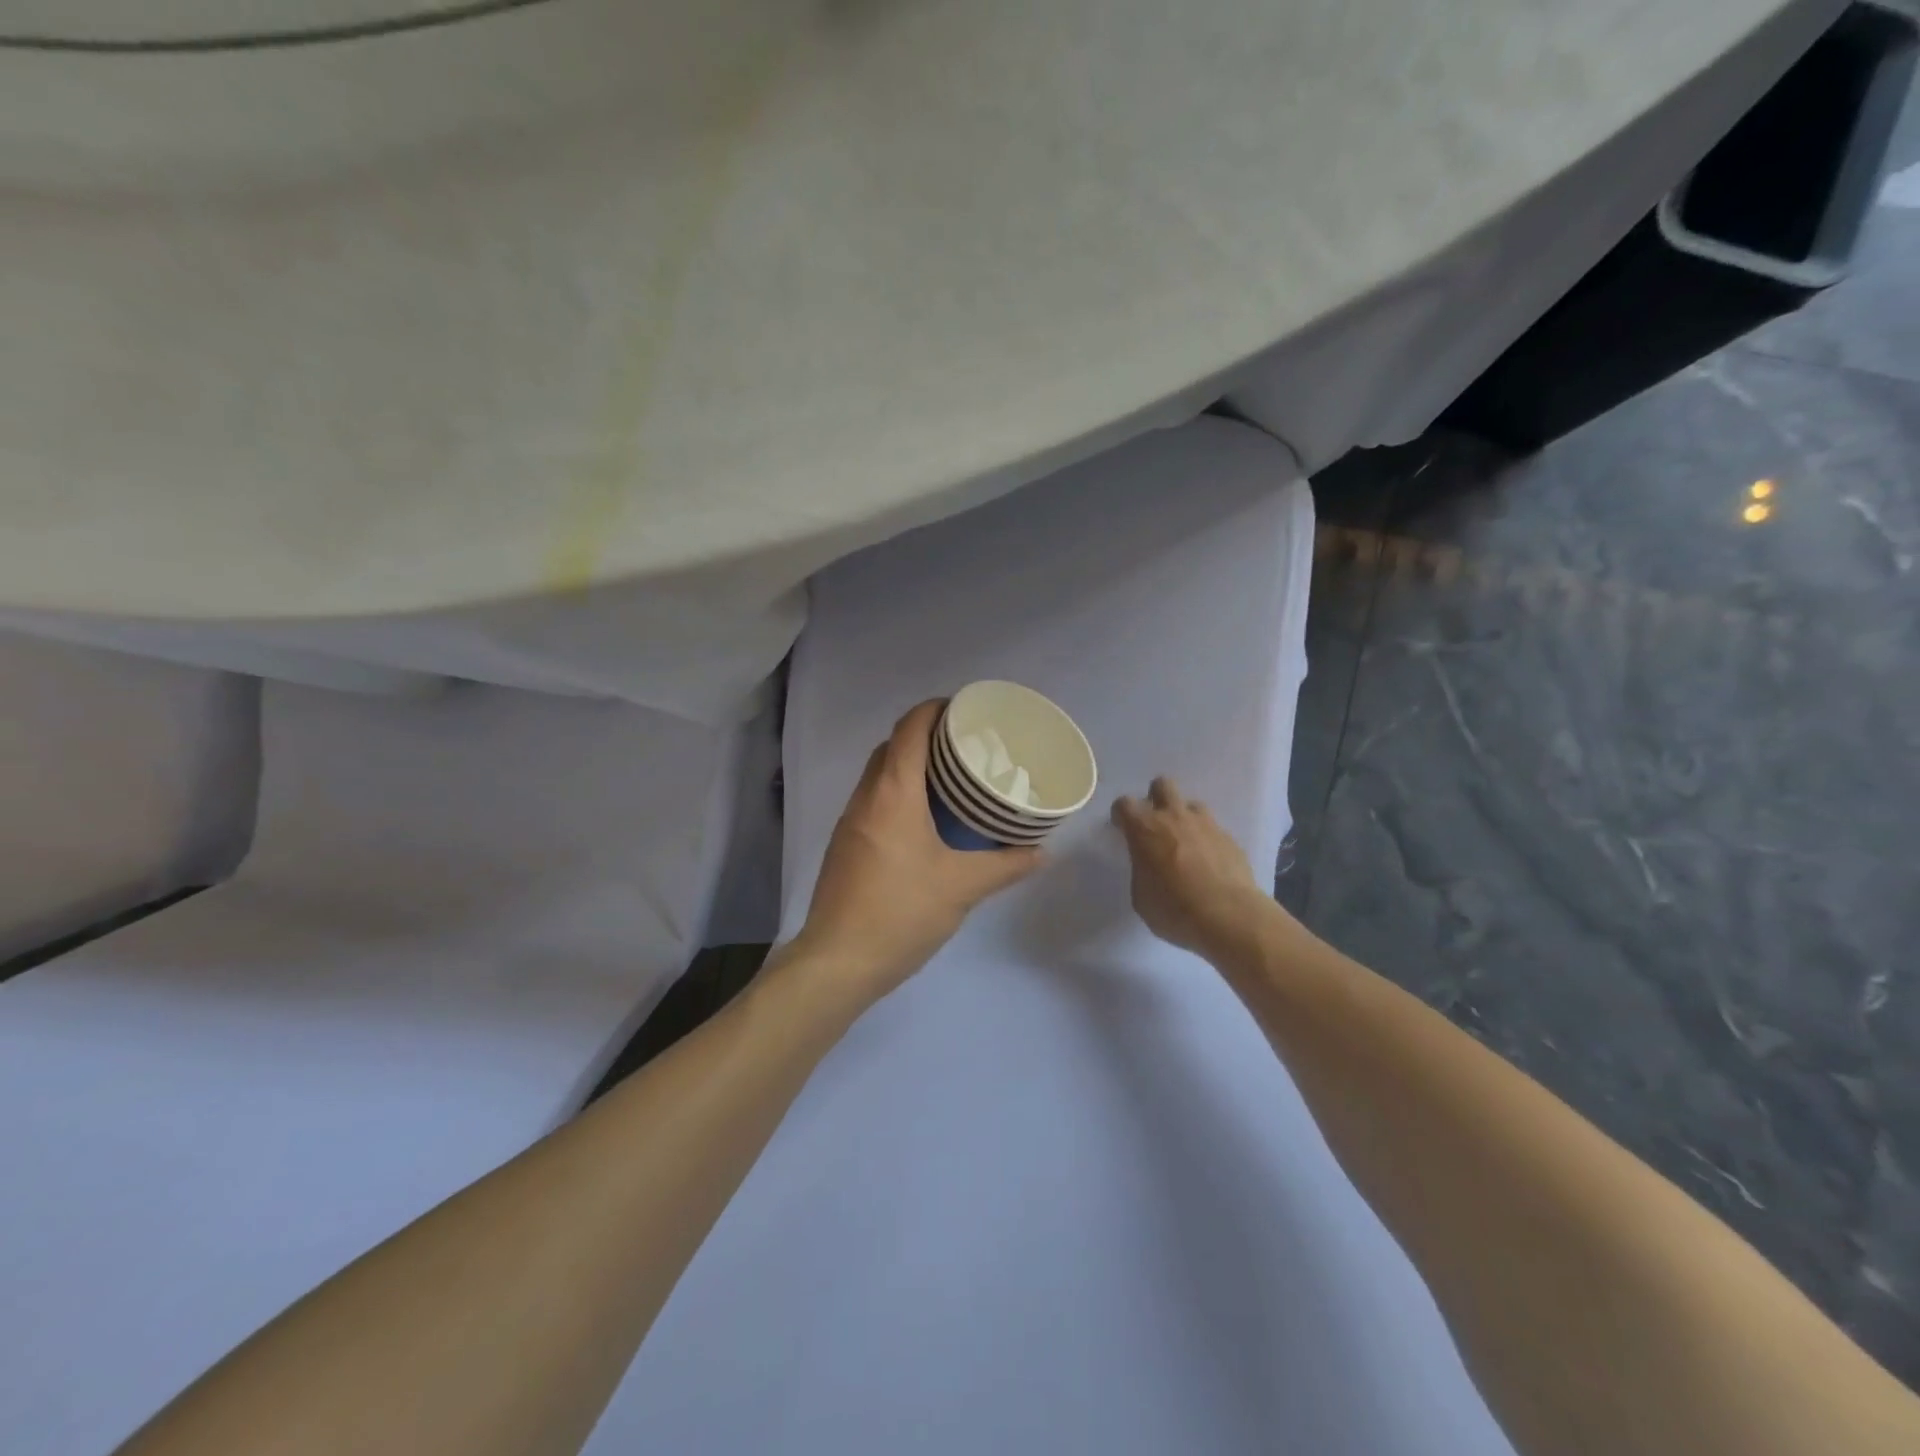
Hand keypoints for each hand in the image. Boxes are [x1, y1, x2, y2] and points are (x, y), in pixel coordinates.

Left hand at [796, 701, 1042, 999]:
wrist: (839, 961)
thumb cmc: (902, 912)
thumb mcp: (962, 887)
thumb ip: (1005, 865)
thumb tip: (1042, 852)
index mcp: (893, 793)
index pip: (910, 728)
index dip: (935, 709)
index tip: (966, 710)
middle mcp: (866, 796)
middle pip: (892, 746)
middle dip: (926, 736)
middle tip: (967, 747)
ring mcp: (850, 820)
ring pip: (880, 774)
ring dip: (910, 765)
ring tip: (951, 780)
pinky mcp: (845, 844)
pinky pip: (874, 800)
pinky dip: (898, 793)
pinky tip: (925, 819)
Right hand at [1111, 777, 1270, 958]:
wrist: (1229, 917)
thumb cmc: (1174, 909)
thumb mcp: (1141, 897)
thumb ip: (1141, 871)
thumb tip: (1149, 867)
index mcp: (1145, 829)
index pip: (1124, 804)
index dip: (1121, 815)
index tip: (1122, 829)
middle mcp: (1174, 817)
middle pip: (1162, 785)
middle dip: (1156, 798)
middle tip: (1156, 825)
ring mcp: (1206, 825)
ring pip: (1192, 804)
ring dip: (1185, 818)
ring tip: (1185, 843)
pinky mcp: (1230, 839)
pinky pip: (1213, 830)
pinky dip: (1207, 841)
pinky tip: (1209, 864)